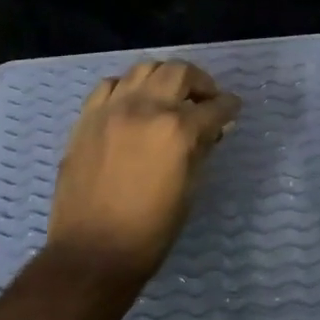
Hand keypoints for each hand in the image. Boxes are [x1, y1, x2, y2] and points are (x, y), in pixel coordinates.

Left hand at [46, 59, 241, 290]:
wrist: (93, 251)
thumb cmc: (151, 231)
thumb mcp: (189, 190)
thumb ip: (202, 150)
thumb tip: (211, 129)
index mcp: (177, 130)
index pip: (214, 106)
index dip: (229, 106)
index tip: (232, 108)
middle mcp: (145, 108)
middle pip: (179, 72)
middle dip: (200, 82)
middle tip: (205, 100)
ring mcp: (112, 109)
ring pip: (144, 69)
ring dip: (164, 78)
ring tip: (169, 97)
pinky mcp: (87, 117)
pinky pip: (110, 85)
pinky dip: (128, 88)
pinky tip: (133, 104)